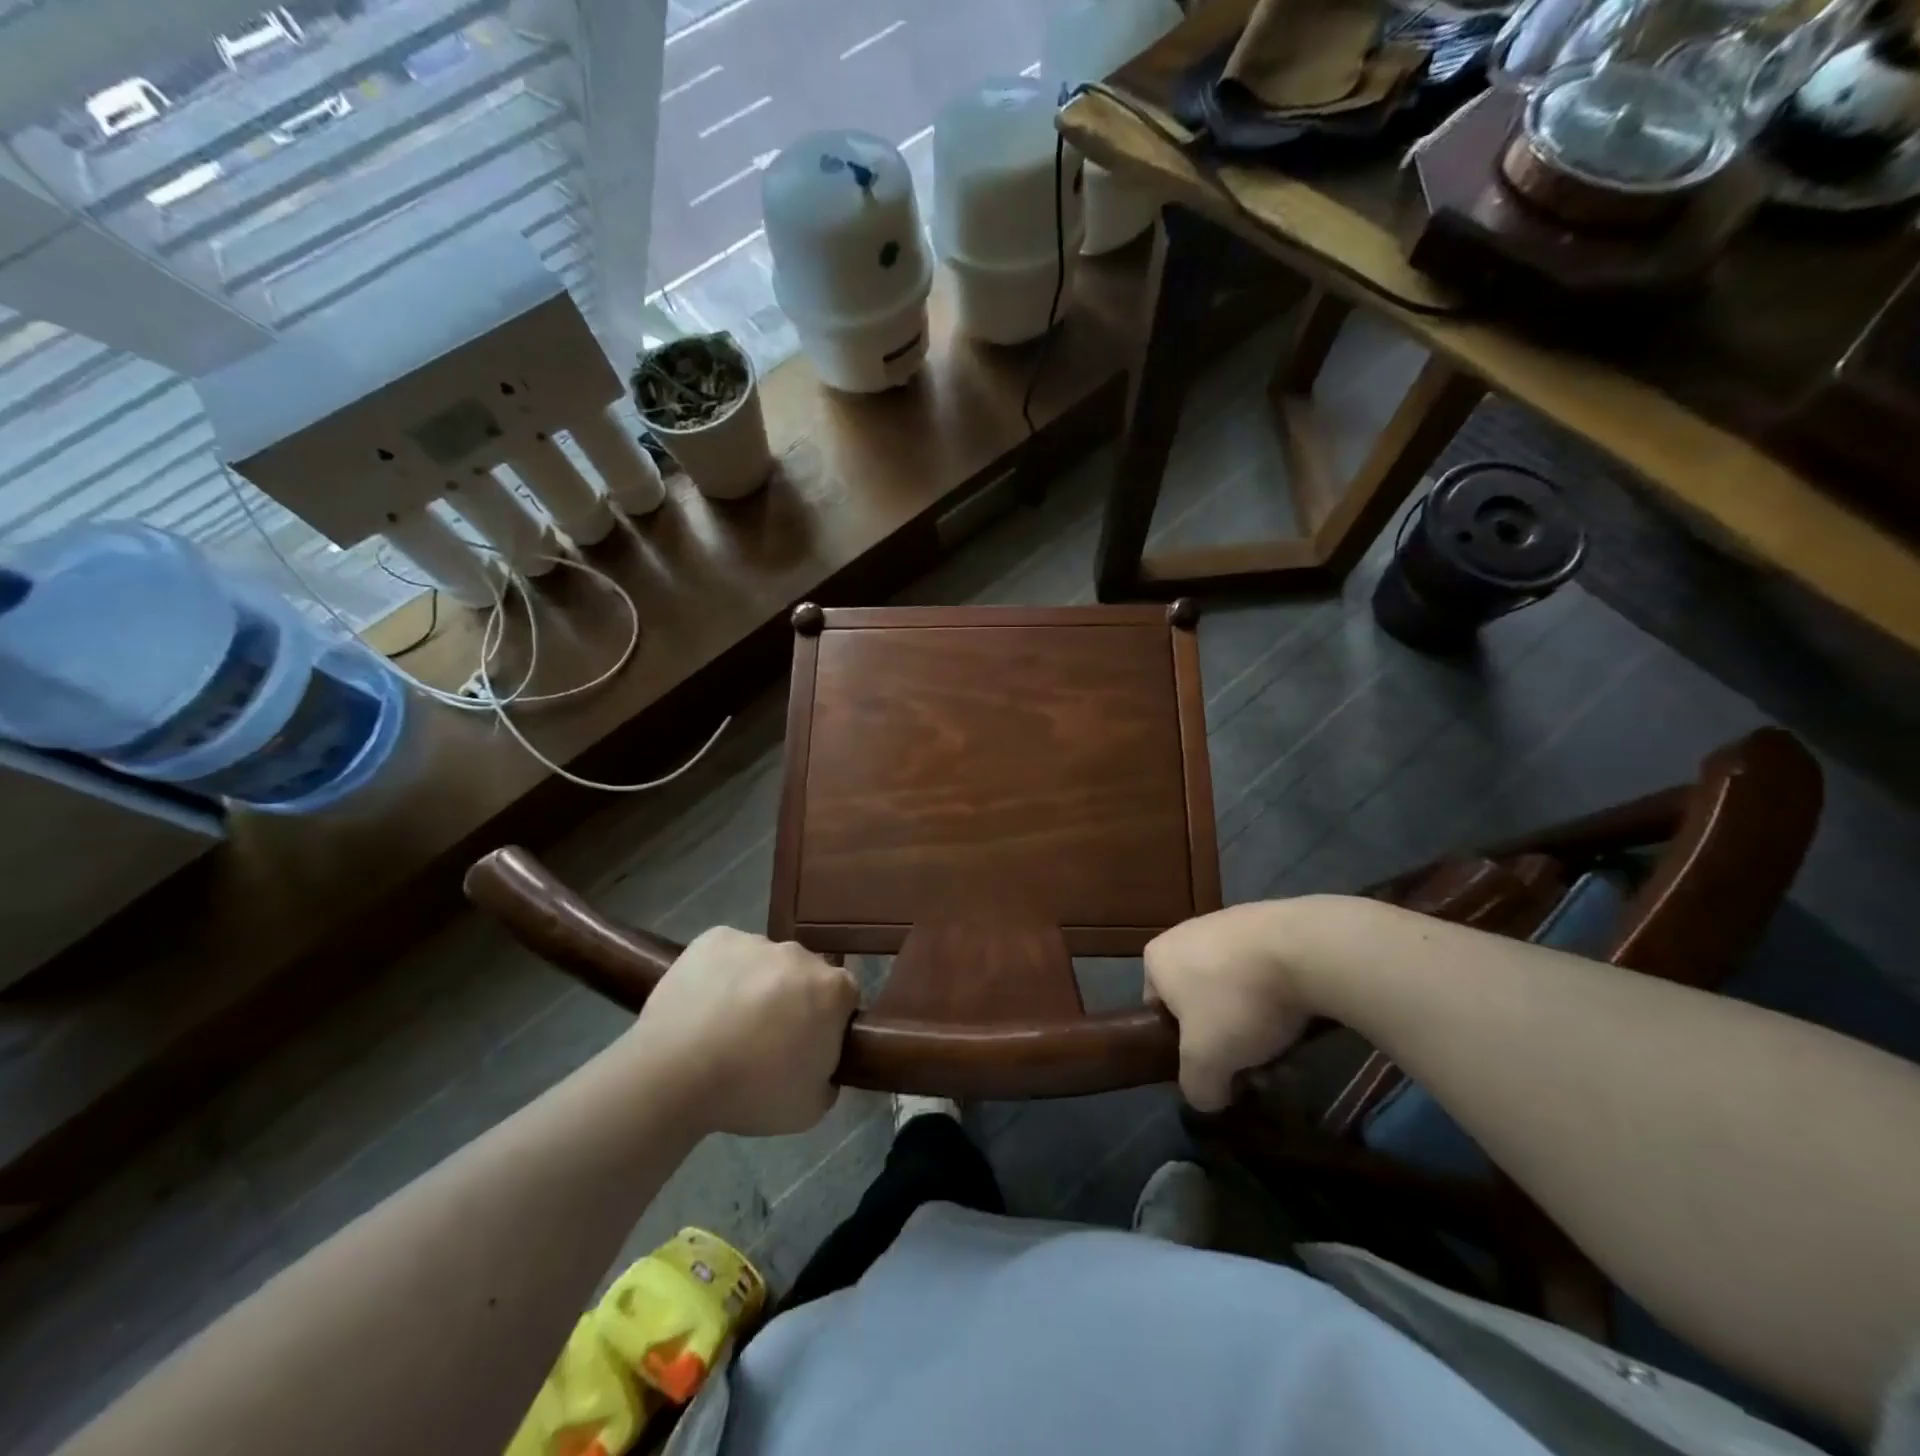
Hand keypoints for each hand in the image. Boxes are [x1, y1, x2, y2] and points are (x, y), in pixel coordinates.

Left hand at [627, 927, 858, 1136]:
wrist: (675, 1074)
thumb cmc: (751, 1093)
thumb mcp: (811, 1108)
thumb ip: (828, 1078)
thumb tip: (820, 1063)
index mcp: (832, 989)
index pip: (845, 998)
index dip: (829, 1022)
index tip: (808, 1046)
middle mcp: (800, 955)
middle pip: (805, 974)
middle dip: (794, 999)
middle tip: (766, 1038)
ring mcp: (756, 941)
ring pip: (765, 962)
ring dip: (757, 985)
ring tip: (726, 1023)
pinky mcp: (715, 938)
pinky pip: (728, 953)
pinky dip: (722, 972)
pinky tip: (704, 1003)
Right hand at [1144, 900, 1332, 1110]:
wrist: (1302, 949)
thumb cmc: (1237, 1002)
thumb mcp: (1206, 1062)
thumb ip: (1197, 1087)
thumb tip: (1209, 1096)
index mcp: (1157, 958)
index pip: (1159, 1010)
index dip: (1184, 1045)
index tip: (1215, 1064)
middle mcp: (1184, 934)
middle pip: (1200, 1001)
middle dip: (1227, 1036)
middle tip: (1255, 1065)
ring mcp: (1226, 923)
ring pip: (1235, 988)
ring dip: (1255, 1020)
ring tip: (1286, 1048)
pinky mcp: (1266, 921)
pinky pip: (1263, 969)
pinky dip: (1278, 993)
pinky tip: (1301, 1013)